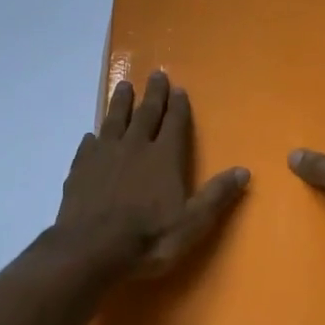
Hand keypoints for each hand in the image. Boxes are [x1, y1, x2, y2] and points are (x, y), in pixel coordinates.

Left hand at [55, 70, 249, 277]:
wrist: (90, 250)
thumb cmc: (148, 238)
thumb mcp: (192, 223)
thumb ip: (217, 195)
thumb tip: (244, 170)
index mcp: (163, 157)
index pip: (174, 122)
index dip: (178, 105)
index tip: (178, 88)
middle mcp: (135, 146)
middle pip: (146, 113)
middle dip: (153, 93)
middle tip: (156, 74)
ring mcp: (104, 155)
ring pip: (114, 120)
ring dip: (121, 102)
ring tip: (123, 85)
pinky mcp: (80, 168)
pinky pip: (88, 145)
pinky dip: (93, 137)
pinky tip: (91, 135)